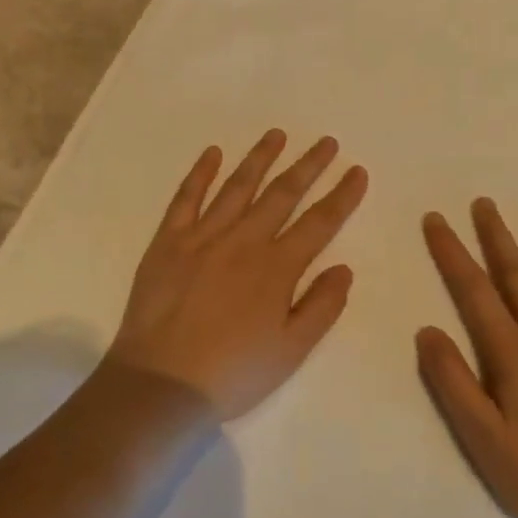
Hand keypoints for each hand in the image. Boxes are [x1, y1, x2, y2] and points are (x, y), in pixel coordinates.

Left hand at [106, 130, 367, 419]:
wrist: (160, 383)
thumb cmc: (232, 373)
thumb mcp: (291, 351)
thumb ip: (322, 306)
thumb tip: (344, 267)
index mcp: (277, 268)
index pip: (319, 223)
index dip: (341, 195)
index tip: (357, 170)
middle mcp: (244, 241)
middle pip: (282, 194)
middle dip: (308, 165)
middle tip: (327, 142)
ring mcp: (202, 237)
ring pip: (237, 186)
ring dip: (260, 158)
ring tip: (277, 135)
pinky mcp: (168, 241)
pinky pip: (186, 198)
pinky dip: (200, 173)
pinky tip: (213, 153)